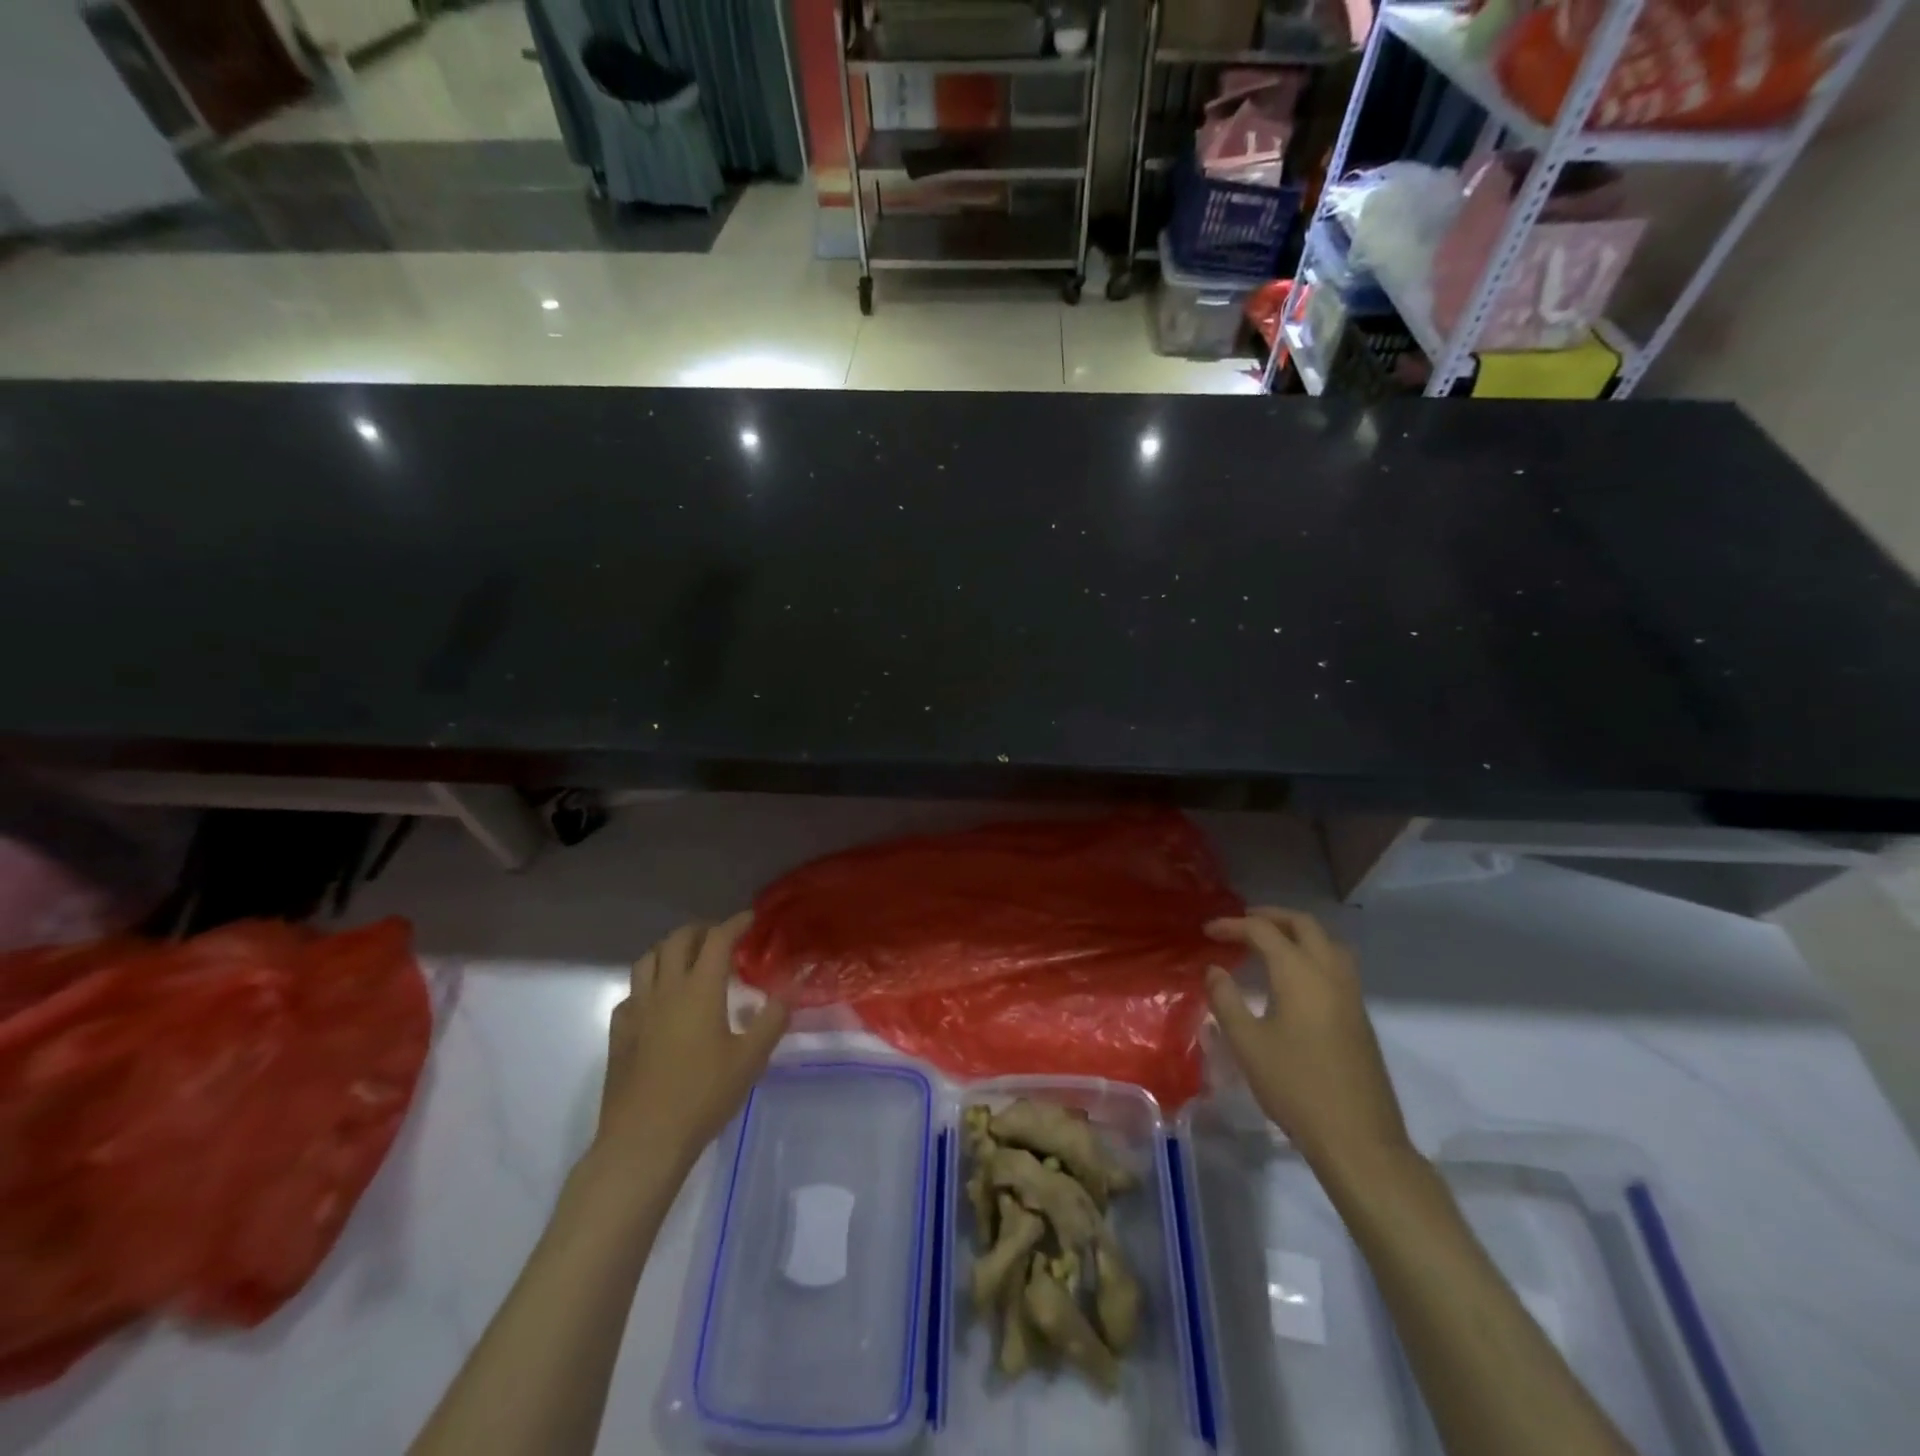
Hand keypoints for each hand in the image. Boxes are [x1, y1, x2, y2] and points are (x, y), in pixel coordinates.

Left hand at [592, 912, 787, 1176]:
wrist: (643, 1140)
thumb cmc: (703, 1096)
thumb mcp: (750, 1059)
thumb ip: (772, 1018)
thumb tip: (790, 988)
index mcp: (699, 989)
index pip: (718, 940)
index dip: (736, 923)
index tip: (751, 919)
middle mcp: (665, 989)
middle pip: (678, 940)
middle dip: (702, 930)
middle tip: (723, 938)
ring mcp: (637, 1010)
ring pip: (648, 959)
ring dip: (671, 949)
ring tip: (689, 960)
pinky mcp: (620, 1032)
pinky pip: (633, 992)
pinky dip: (649, 983)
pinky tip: (660, 1002)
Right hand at [1204, 908, 1410, 1172]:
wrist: (1358, 1138)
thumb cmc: (1295, 1087)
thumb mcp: (1247, 1044)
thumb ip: (1226, 1000)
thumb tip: (1214, 970)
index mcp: (1299, 973)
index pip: (1263, 931)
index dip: (1232, 925)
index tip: (1207, 931)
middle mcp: (1329, 973)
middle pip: (1303, 924)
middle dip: (1270, 916)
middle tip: (1241, 923)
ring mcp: (1350, 994)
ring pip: (1327, 941)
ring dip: (1297, 932)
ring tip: (1269, 942)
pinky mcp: (1359, 1015)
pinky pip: (1336, 963)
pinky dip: (1312, 952)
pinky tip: (1294, 977)